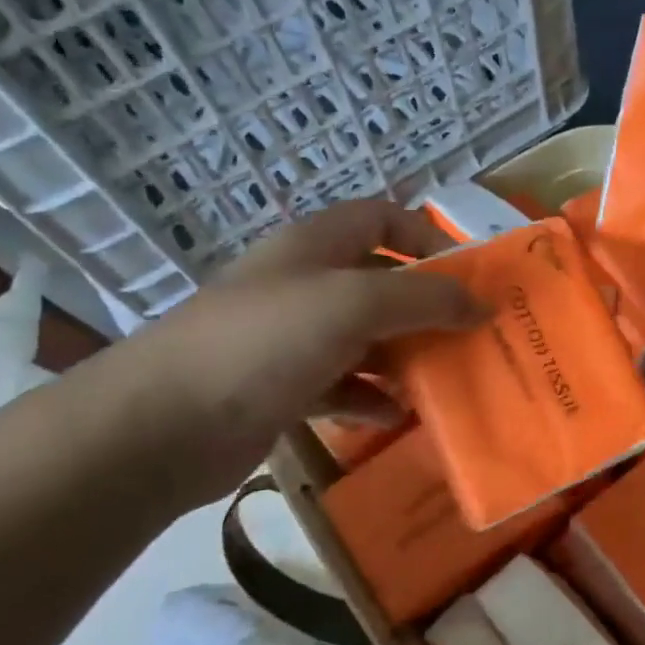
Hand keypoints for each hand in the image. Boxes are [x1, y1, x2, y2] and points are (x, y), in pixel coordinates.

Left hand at [118, 200, 482, 496]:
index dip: (426, 236)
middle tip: (472, 333)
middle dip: (426, 306)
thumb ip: (425, 298)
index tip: (466, 274)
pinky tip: (397, 414)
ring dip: (405, 355)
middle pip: (380, 282)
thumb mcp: (355, 304)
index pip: (381, 217)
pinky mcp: (283, 388)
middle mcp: (304, 285)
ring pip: (366, 337)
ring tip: (446, 376)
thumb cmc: (265, 342)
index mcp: (315, 246)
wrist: (162, 426)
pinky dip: (373, 397)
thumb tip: (482, 304)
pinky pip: (344, 385)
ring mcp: (291, 339)